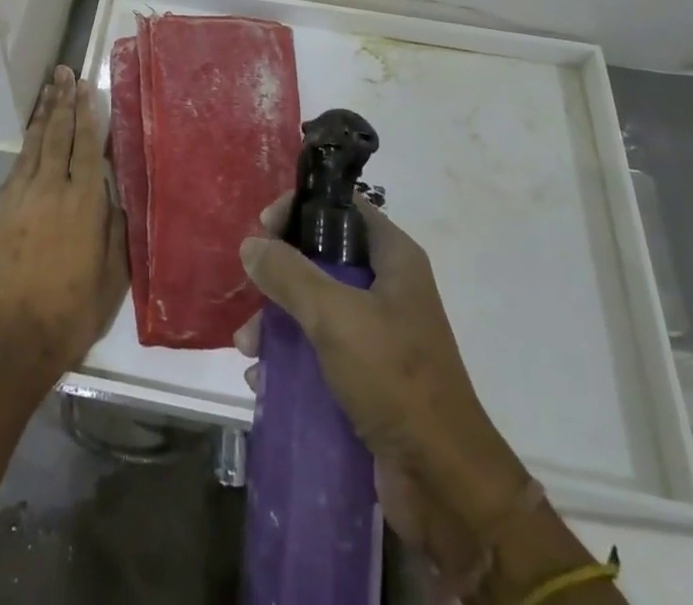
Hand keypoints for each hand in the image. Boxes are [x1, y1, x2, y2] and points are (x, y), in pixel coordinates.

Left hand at [0, 66, 127, 382]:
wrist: (13, 339)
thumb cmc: (73, 312)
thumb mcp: (113, 276)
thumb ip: (114, 228)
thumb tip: (111, 196)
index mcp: (84, 201)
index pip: (87, 144)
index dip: (87, 112)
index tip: (86, 86)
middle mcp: (52, 188)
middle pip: (58, 133)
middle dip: (63, 101)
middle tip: (64, 72)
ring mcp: (22, 196)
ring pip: (34, 144)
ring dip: (43, 115)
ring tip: (49, 90)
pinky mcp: (1, 210)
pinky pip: (17, 165)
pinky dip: (26, 144)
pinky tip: (31, 136)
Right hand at [236, 195, 529, 556]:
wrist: (445, 484)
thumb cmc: (395, 379)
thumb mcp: (336, 316)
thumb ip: (290, 274)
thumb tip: (252, 244)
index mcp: (394, 259)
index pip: (343, 208)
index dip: (302, 209)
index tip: (264, 226)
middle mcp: (387, 288)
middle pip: (323, 258)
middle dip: (281, 273)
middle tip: (250, 287)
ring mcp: (378, 333)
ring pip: (315, 306)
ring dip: (277, 320)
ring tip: (248, 347)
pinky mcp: (367, 375)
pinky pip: (319, 350)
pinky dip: (290, 357)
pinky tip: (262, 376)